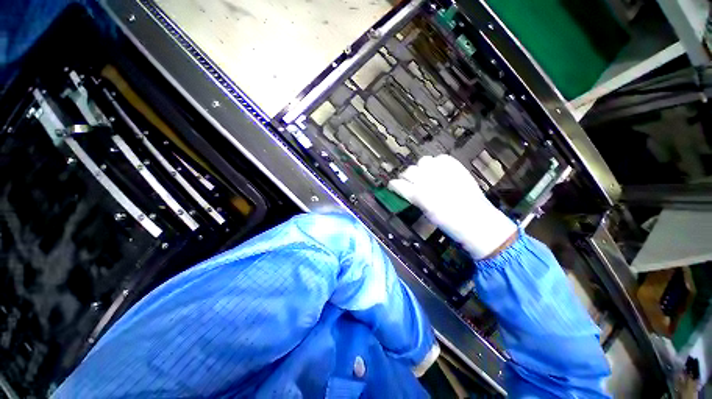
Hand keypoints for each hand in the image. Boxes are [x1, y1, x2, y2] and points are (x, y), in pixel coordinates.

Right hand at [388, 155, 516, 258]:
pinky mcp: (457, 167)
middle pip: (409, 171)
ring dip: (421, 168)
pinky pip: (441, 158)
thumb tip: (406, 189)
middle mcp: (429, 180)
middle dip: (406, 176)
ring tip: (425, 175)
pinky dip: (437, 163)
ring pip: (423, 161)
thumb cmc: (448, 223)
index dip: (394, 185)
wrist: (477, 221)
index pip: (399, 184)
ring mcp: (444, 172)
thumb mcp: (426, 213)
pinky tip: (438, 171)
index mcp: (420, 195)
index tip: (393, 186)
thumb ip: (414, 198)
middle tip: (410, 182)